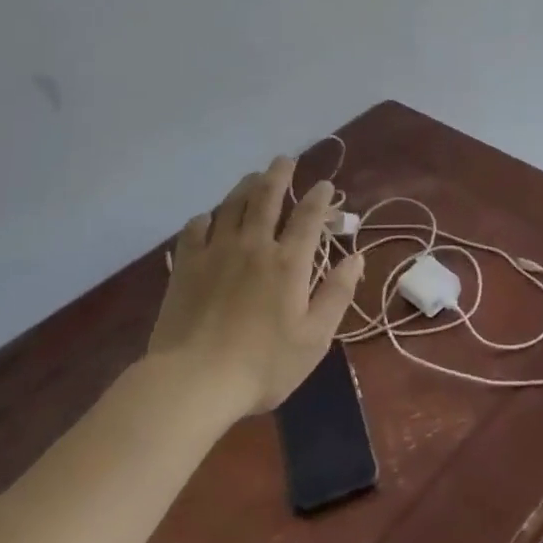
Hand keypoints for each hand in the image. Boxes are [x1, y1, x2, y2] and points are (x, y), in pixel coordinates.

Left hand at [146, 158, 364, 420]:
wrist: (193, 382)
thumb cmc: (262, 365)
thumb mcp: (314, 338)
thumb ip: (337, 294)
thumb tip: (357, 257)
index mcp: (288, 262)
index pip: (308, 216)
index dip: (319, 196)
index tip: (325, 184)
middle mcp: (253, 245)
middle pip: (266, 197)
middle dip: (279, 174)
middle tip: (285, 160)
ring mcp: (216, 251)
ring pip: (232, 204)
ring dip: (246, 186)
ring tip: (254, 177)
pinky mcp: (186, 265)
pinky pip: (195, 228)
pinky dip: (206, 217)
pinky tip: (209, 218)